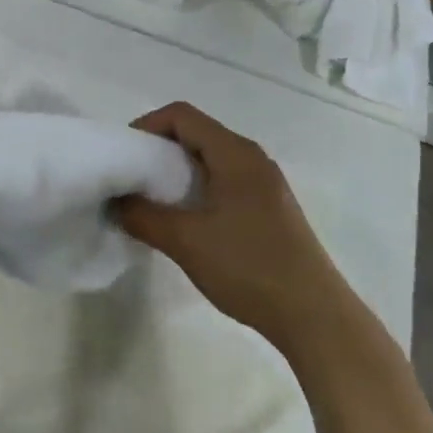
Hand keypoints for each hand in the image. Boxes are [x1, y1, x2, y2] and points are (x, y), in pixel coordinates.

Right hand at [113, 102, 336, 353]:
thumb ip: (144, 217)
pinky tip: (190, 220)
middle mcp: (252, 157)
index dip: (147, 126)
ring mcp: (266, 182)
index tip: (125, 154)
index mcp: (234, 153)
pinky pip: (227, 178)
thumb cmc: (249, 268)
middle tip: (133, 178)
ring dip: (179, 170)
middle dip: (160, 148)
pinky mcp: (272, 207)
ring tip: (156, 200)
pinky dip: (200, 186)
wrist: (316, 317)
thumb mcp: (186, 242)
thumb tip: (116, 202)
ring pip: (212, 157)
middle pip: (197, 132)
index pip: (181, 115)